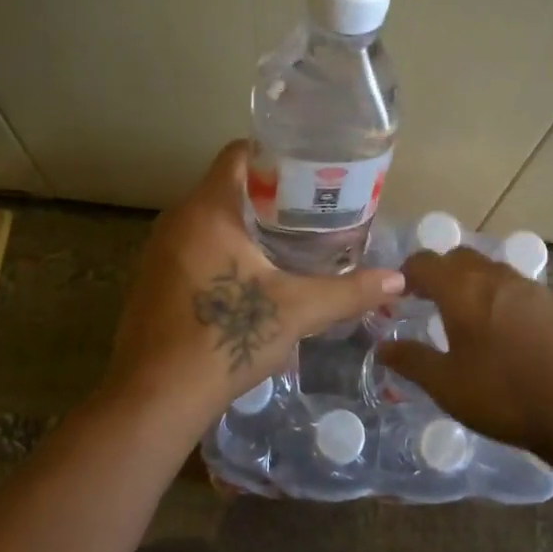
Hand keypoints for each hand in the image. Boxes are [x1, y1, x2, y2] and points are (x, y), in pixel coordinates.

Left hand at [105, 141, 405, 415]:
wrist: (154, 398)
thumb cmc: (224, 339)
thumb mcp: (296, 311)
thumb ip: (348, 291)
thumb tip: (398, 279)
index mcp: (207, 210)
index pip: (239, 153)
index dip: (277, 155)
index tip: (311, 172)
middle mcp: (177, 219)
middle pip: (228, 186)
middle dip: (271, 195)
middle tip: (315, 210)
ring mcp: (159, 250)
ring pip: (211, 218)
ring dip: (248, 225)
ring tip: (292, 241)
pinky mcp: (154, 279)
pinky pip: (194, 246)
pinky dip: (225, 249)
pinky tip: (253, 278)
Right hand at [376, 248, 552, 454]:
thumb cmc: (506, 395)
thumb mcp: (448, 385)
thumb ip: (413, 361)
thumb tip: (383, 346)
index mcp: (462, 289)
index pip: (424, 263)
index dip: (406, 274)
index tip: (398, 294)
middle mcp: (496, 276)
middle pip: (459, 259)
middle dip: (440, 273)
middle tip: (429, 302)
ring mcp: (532, 288)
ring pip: (492, 272)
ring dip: (473, 285)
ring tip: (468, 318)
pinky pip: (520, 291)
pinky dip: (503, 300)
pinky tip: (509, 335)